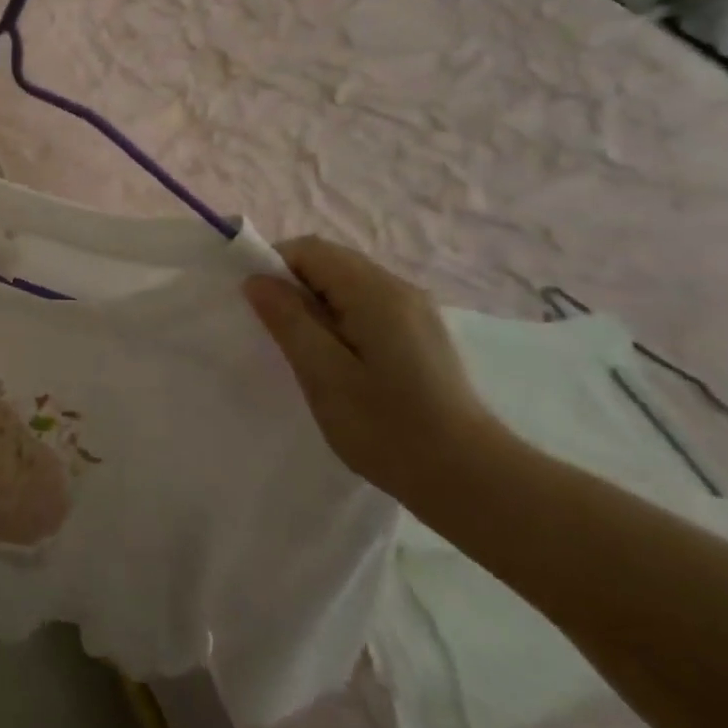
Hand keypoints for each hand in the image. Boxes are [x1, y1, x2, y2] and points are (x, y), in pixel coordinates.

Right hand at [243, 236, 501, 500]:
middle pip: (330, 261)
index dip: (274, 267)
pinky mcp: (422, 332)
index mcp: (374, 291)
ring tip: (308, 352)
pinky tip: (341, 361)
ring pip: (348, 283)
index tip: (257, 308)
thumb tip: (257, 280)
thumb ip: (288, 320)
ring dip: (317, 304)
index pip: (309, 249)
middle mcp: (398, 287)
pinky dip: (341, 318)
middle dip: (294, 285)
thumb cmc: (388, 428)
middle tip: (278, 334)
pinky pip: (368, 304)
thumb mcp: (324, 375)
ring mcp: (416, 309)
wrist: (471, 478)